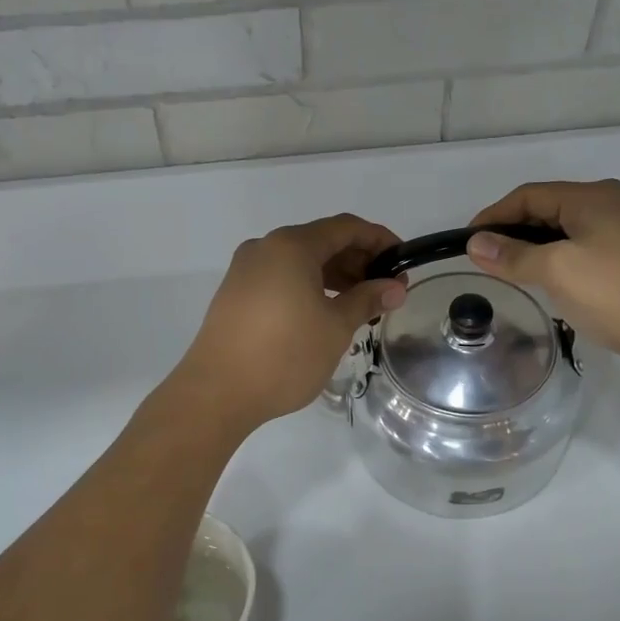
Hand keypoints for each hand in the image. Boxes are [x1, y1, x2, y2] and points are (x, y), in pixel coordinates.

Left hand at [174, 214, 407, 432]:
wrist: (217, 392)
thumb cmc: (285, 355)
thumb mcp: (336, 327)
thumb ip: (367, 299)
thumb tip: (395, 287)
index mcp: (292, 246)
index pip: (346, 228)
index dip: (379, 240)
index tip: (403, 262)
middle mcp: (266, 248)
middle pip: (321, 241)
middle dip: (357, 260)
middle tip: (385, 289)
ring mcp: (246, 270)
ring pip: (300, 261)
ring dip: (334, 276)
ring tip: (359, 305)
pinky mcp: (235, 293)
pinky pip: (281, 277)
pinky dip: (308, 286)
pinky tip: (324, 312)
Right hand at [466, 179, 619, 371]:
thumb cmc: (613, 292)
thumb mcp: (555, 270)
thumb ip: (512, 255)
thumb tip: (475, 244)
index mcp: (592, 196)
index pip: (529, 195)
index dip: (494, 216)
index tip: (467, 242)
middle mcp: (609, 204)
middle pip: (547, 209)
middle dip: (513, 232)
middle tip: (485, 259)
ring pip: (564, 231)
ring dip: (533, 247)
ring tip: (510, 272)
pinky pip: (581, 249)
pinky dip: (555, 260)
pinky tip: (546, 282)